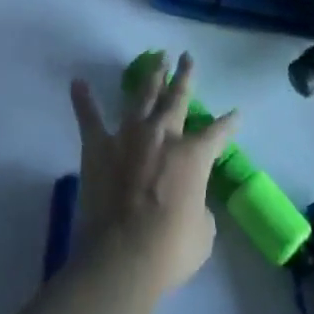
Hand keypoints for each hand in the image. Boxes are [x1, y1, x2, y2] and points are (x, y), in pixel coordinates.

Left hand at [69, 53, 237, 293]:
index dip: (229, 124)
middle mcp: (162, 135)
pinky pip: (89, 118)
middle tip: (186, 57)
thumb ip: (199, 206)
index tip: (236, 113)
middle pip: (177, 98)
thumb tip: (189, 200)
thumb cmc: (171, 249)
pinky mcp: (98, 146)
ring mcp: (128, 136)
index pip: (217, 133)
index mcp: (193, 155)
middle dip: (184, 76)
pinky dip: (83, 100)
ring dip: (150, 76)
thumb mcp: (203, 232)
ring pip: (142, 96)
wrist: (122, 256)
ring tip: (156, 57)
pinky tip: (77, 83)